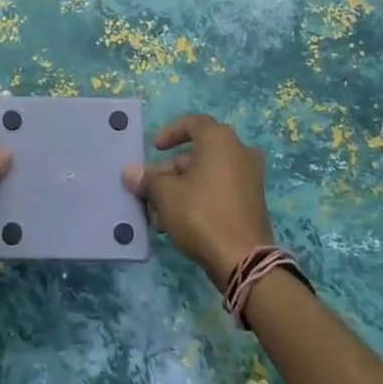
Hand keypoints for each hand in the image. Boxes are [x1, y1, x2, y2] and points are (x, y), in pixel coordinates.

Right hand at [122, 113, 273, 285]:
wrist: (243, 260)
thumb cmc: (201, 214)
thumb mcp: (165, 194)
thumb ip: (147, 179)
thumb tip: (129, 172)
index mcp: (220, 140)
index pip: (192, 123)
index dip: (169, 133)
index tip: (154, 149)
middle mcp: (240, 152)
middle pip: (197, 153)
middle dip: (170, 171)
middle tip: (151, 190)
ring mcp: (250, 178)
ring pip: (207, 175)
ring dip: (181, 189)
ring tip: (159, 215)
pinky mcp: (252, 202)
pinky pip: (220, 191)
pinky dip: (199, 199)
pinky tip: (178, 224)